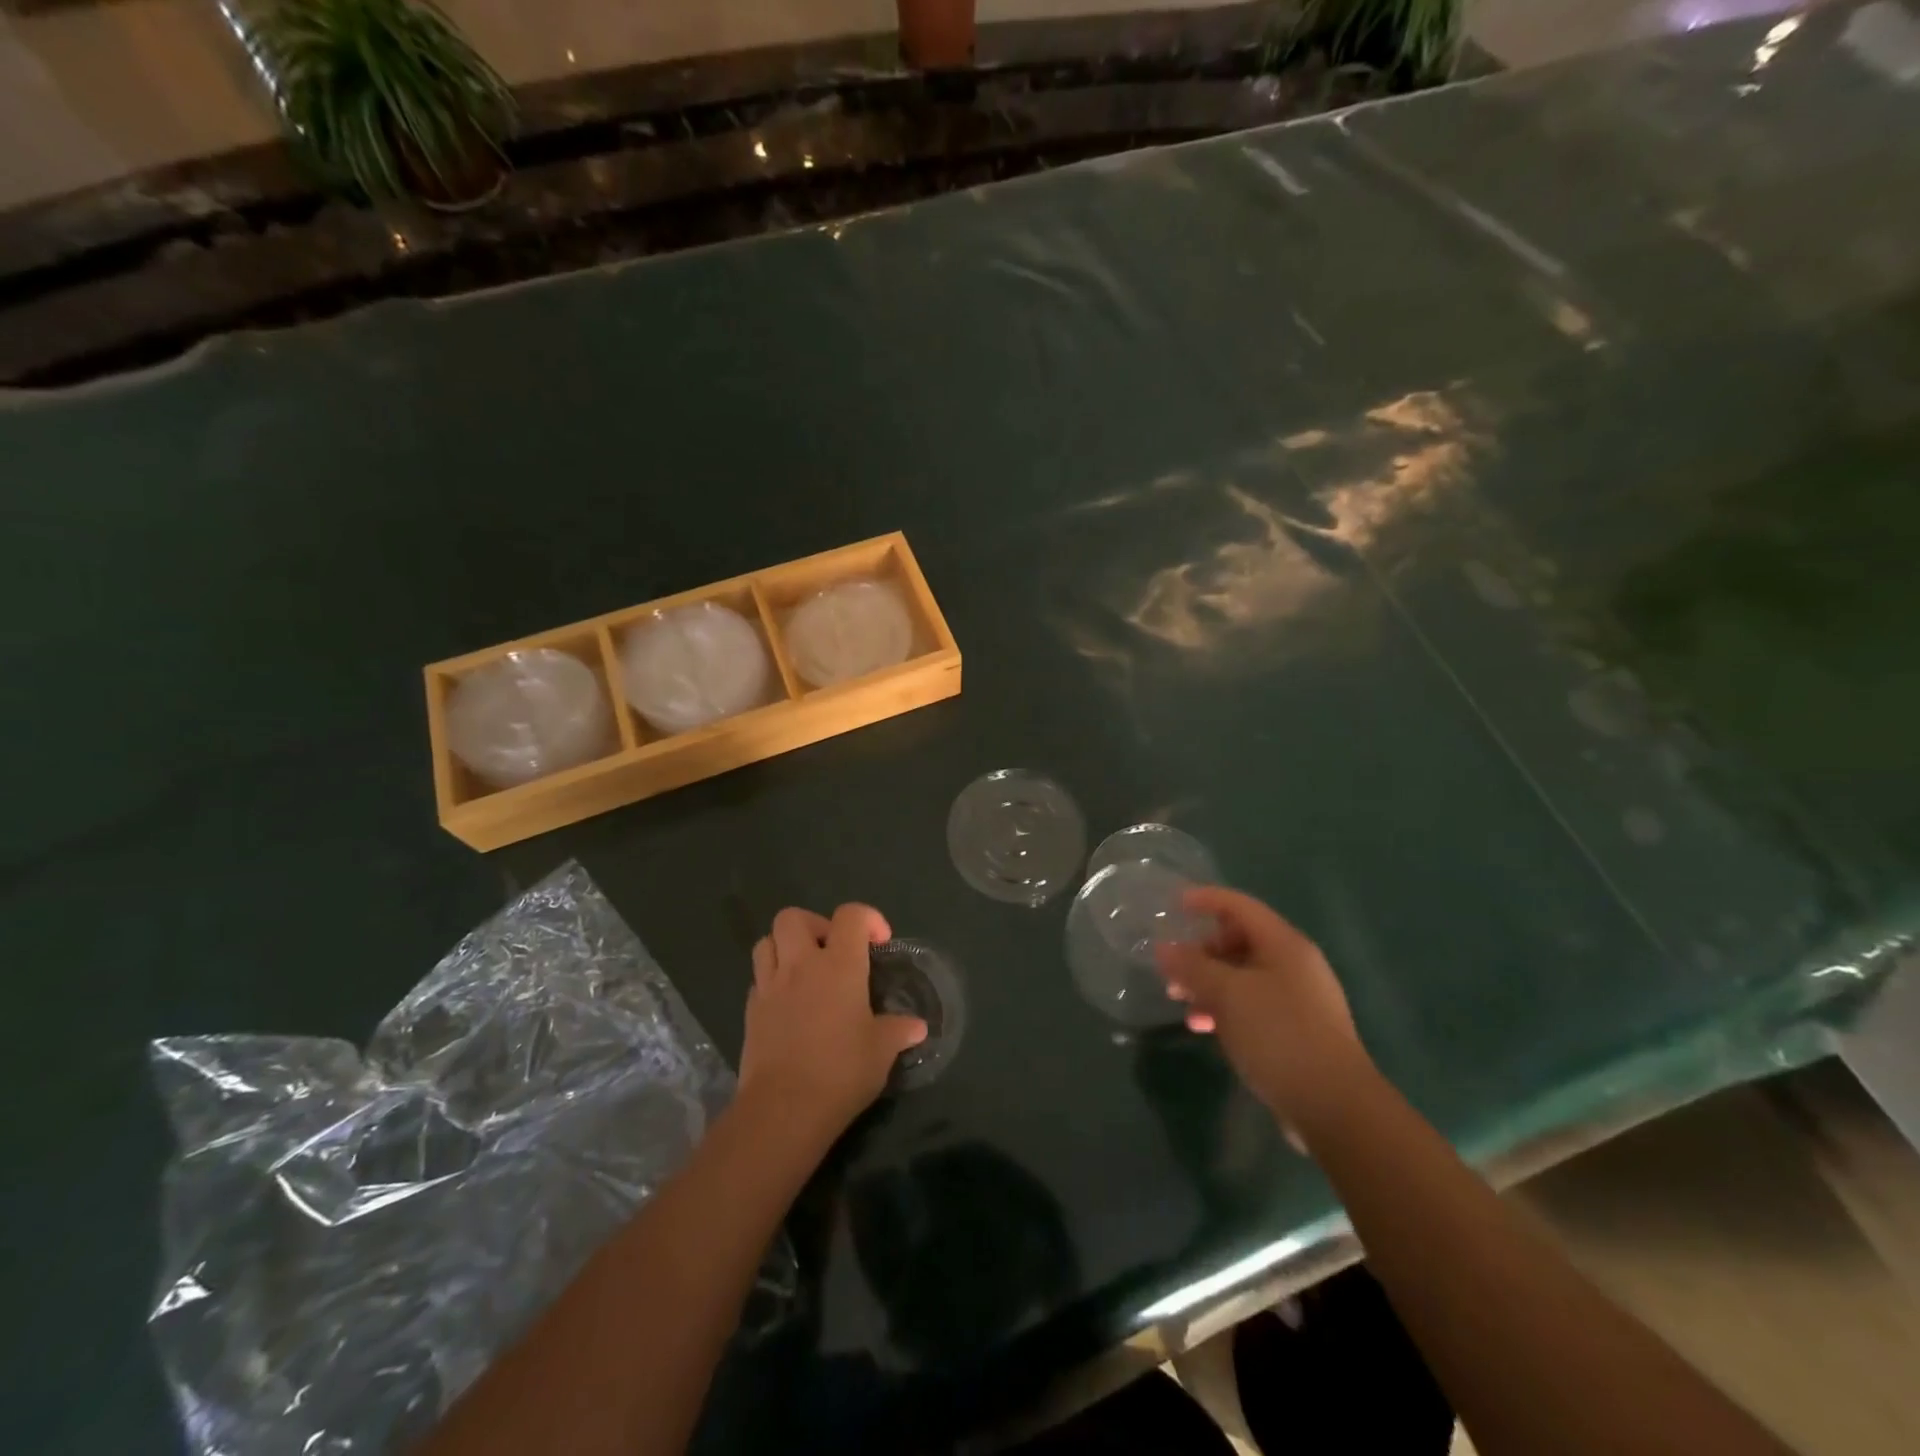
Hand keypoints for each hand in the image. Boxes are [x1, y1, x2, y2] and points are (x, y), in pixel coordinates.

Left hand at [738, 903, 926, 1141]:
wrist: (783, 1109)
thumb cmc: (841, 1071)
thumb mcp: (881, 1051)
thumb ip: (898, 1031)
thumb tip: (917, 1027)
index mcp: (839, 965)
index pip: (850, 915)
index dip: (868, 919)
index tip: (879, 944)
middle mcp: (801, 965)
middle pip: (793, 917)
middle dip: (815, 924)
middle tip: (832, 951)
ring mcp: (770, 986)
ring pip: (767, 942)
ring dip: (785, 947)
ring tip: (805, 971)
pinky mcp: (750, 1011)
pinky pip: (758, 979)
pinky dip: (772, 980)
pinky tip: (789, 1004)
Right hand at [1155, 887, 1373, 1140]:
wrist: (1335, 1107)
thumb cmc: (1279, 1035)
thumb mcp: (1227, 994)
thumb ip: (1192, 967)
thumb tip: (1164, 948)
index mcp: (1284, 945)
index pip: (1239, 906)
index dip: (1205, 899)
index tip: (1173, 905)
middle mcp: (1294, 965)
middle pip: (1239, 941)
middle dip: (1201, 952)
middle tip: (1171, 970)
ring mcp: (1298, 1000)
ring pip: (1243, 977)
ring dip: (1209, 985)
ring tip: (1181, 1004)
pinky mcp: (1296, 1032)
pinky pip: (1252, 1006)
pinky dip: (1226, 1010)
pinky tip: (1206, 1029)